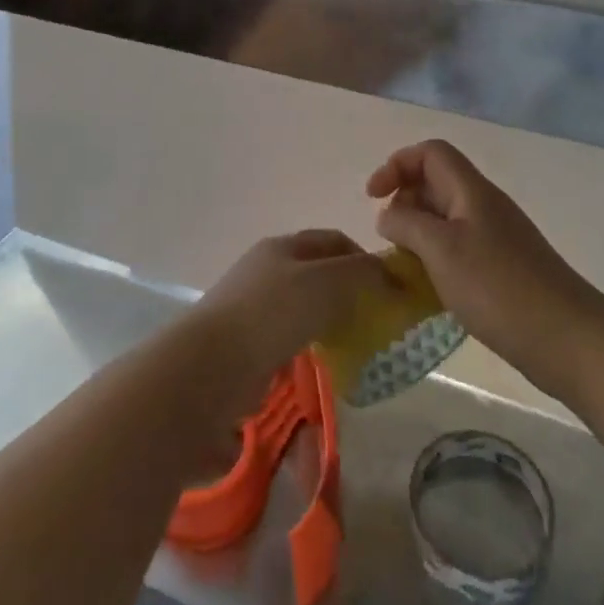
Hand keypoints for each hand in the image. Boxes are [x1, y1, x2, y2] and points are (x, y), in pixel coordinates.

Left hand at [186, 229, 390, 413]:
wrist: (212, 364)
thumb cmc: (273, 313)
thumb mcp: (327, 282)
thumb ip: (362, 274)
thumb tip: (389, 276)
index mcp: (283, 246)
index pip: (333, 240)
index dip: (364, 257)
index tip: (390, 287)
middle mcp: (267, 269)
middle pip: (318, 272)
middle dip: (350, 292)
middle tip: (377, 319)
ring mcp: (254, 306)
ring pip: (305, 307)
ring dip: (332, 321)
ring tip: (356, 345)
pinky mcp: (248, 343)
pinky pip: (290, 338)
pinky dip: (312, 346)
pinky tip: (325, 363)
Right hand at [367, 140, 598, 393]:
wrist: (569, 339)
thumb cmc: (499, 288)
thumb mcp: (441, 250)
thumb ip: (406, 224)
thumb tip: (388, 215)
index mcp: (471, 191)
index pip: (430, 153)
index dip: (397, 164)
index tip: (373, 197)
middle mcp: (484, 206)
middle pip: (436, 182)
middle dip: (404, 201)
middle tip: (390, 239)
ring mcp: (497, 238)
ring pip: (445, 218)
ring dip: (418, 233)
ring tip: (404, 266)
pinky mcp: (503, 269)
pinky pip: (459, 248)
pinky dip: (436, 258)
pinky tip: (430, 290)